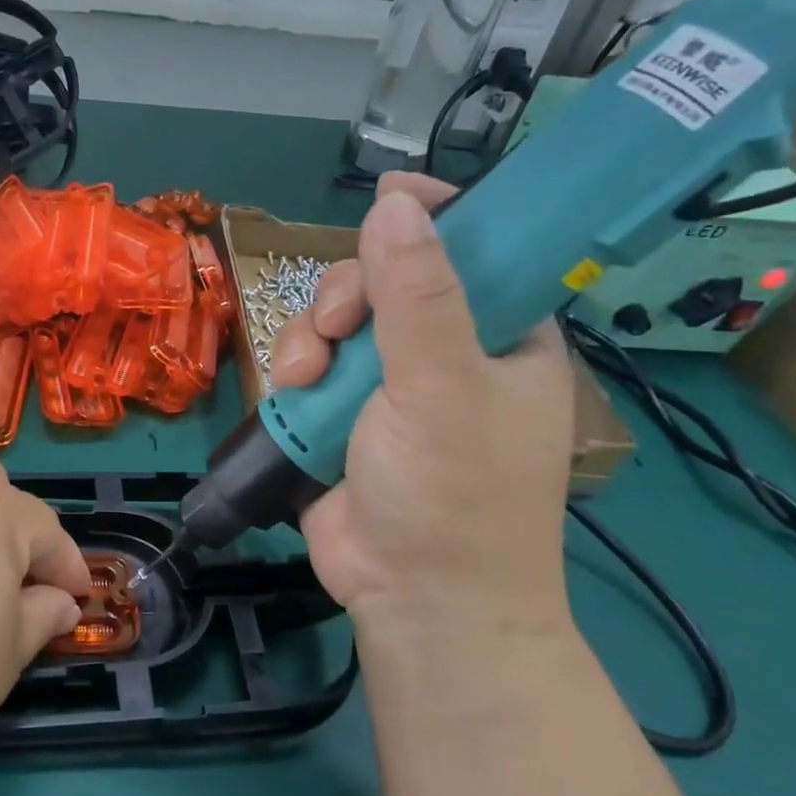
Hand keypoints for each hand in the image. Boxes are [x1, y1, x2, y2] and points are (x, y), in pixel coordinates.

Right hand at [271, 172, 575, 642]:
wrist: (415, 599)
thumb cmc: (455, 493)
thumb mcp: (442, 386)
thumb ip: (418, 296)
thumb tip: (394, 203)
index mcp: (501, 335)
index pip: (478, 249)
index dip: (436, 216)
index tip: (389, 196)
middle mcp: (446, 352)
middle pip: (386, 281)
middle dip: (348, 295)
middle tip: (338, 327)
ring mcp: (389, 385)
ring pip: (337, 322)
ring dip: (312, 337)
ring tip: (306, 377)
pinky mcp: (342, 413)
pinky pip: (311, 363)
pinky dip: (295, 371)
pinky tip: (293, 393)